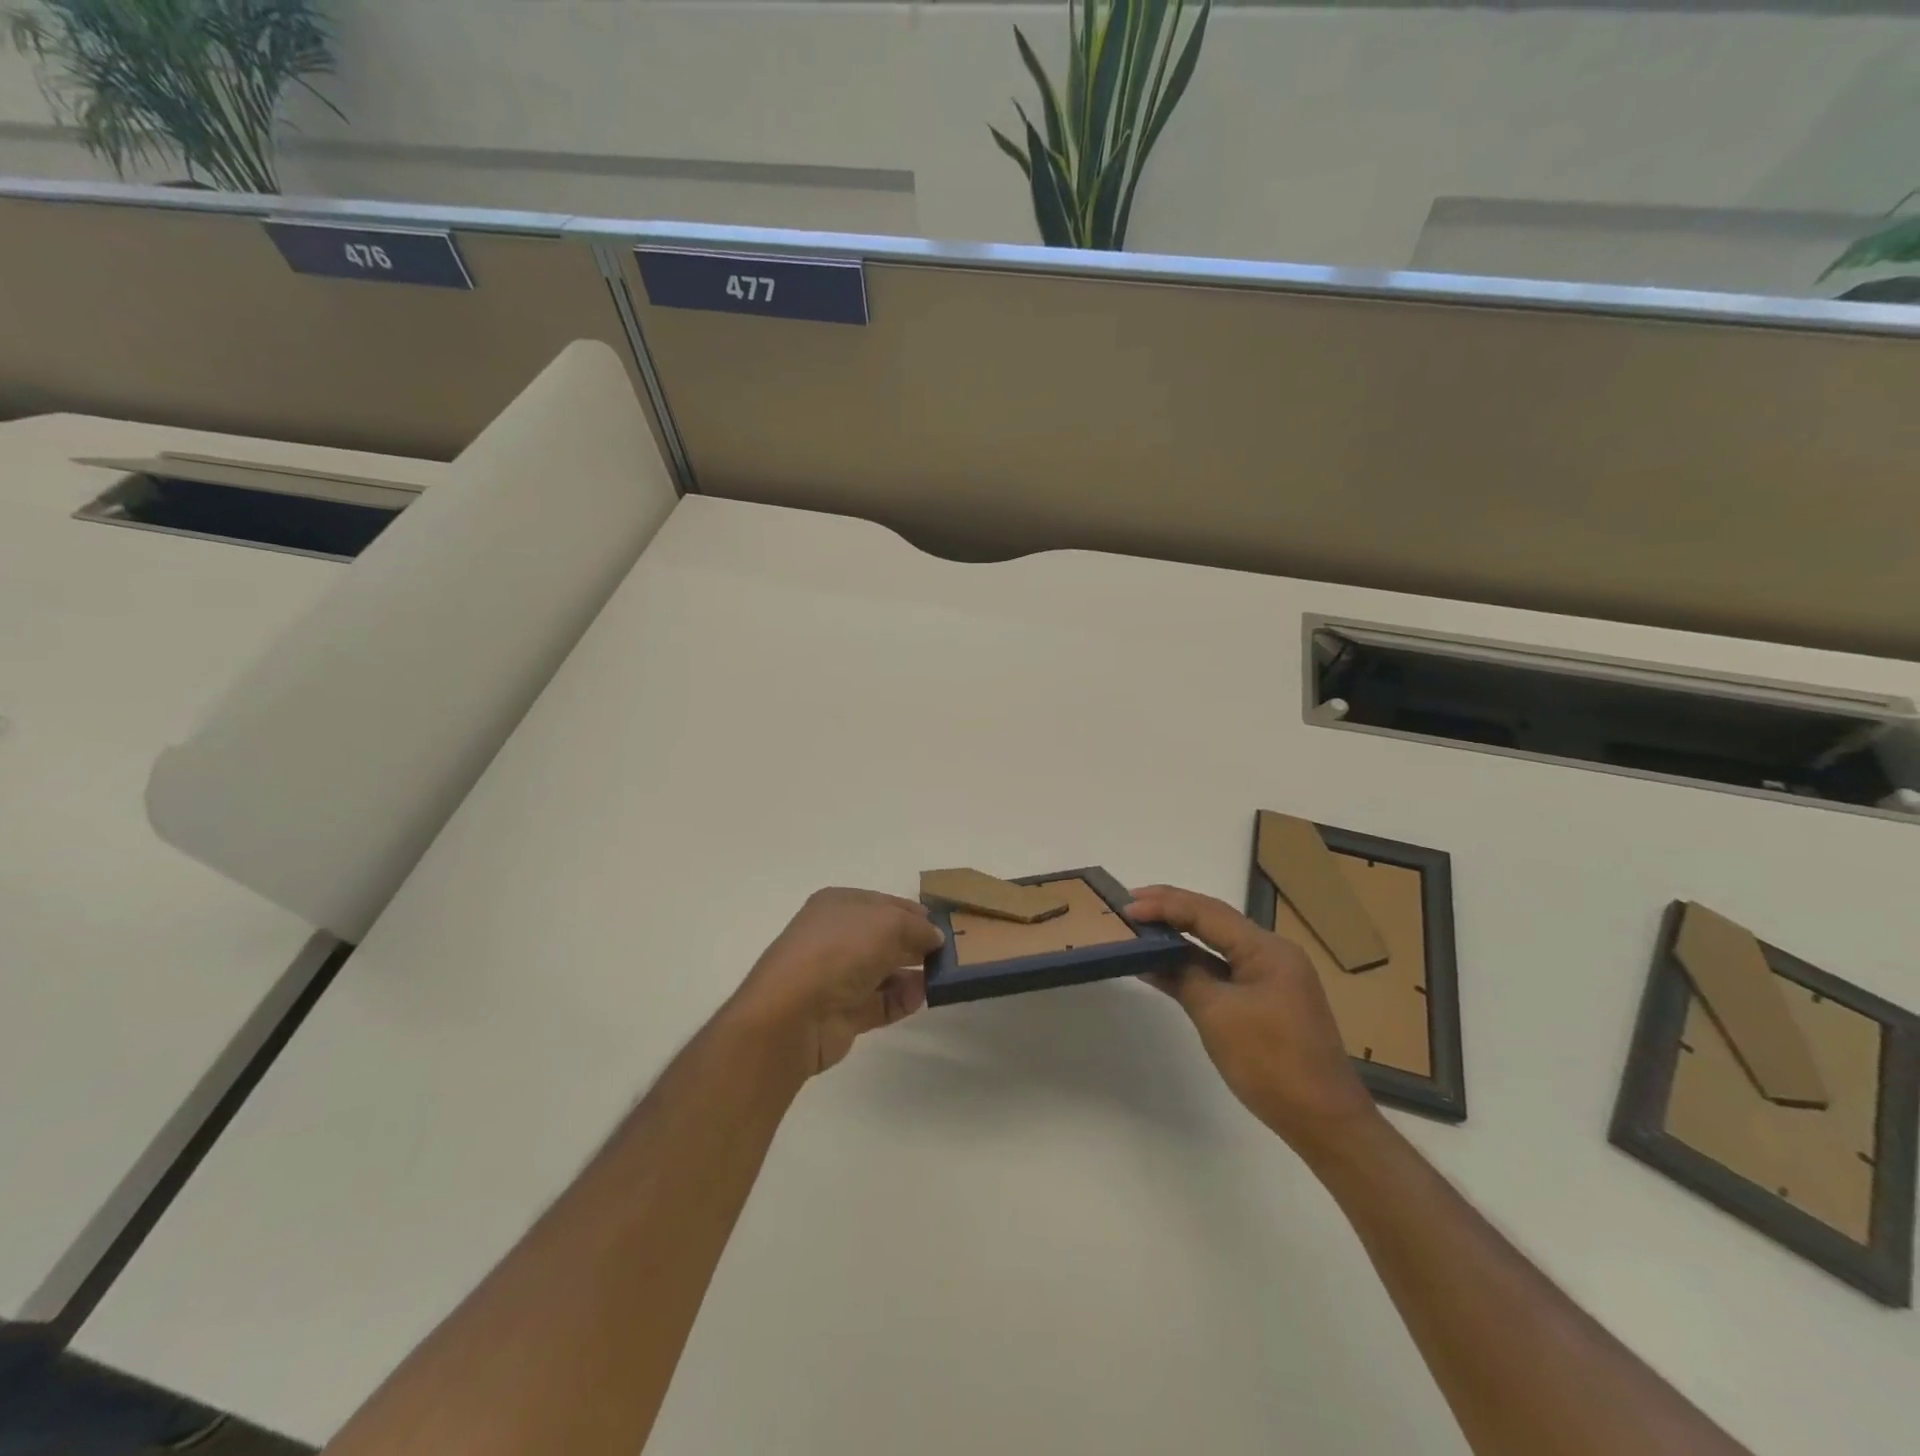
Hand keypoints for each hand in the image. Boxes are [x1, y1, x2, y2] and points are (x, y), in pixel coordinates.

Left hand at [729, 888, 944, 1077]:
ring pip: (885, 970)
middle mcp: (837, 937)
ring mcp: (838, 976)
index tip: (945, 925)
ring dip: (913, 973)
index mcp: (839, 905)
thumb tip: (934, 938)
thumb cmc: (840, 950)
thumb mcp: (888, 923)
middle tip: (950, 953)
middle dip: (916, 943)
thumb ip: (917, 928)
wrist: (794, 1013)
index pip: (884, 903)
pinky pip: (882, 1002)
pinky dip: (902, 999)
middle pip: (885, 937)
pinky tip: (919, 997)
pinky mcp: (844, 1012)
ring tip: (942, 977)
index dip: (914, 913)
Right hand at [1126, 885, 1381, 1161]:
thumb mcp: (1218, 1015)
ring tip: (1139, 928)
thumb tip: (1151, 957)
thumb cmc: (1271, 1063)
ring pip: (1216, 945)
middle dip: (1170, 910)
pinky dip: (1193, 965)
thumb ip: (1183, 976)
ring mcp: (1270, 978)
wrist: (1325, 1122)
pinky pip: (1222, 971)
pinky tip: (1162, 966)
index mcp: (1267, 949)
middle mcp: (1271, 953)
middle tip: (1128, 906)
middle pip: (1213, 920)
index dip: (1164, 906)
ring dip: (1179, 937)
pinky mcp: (1265, 1000)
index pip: (1207, 912)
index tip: (1125, 907)